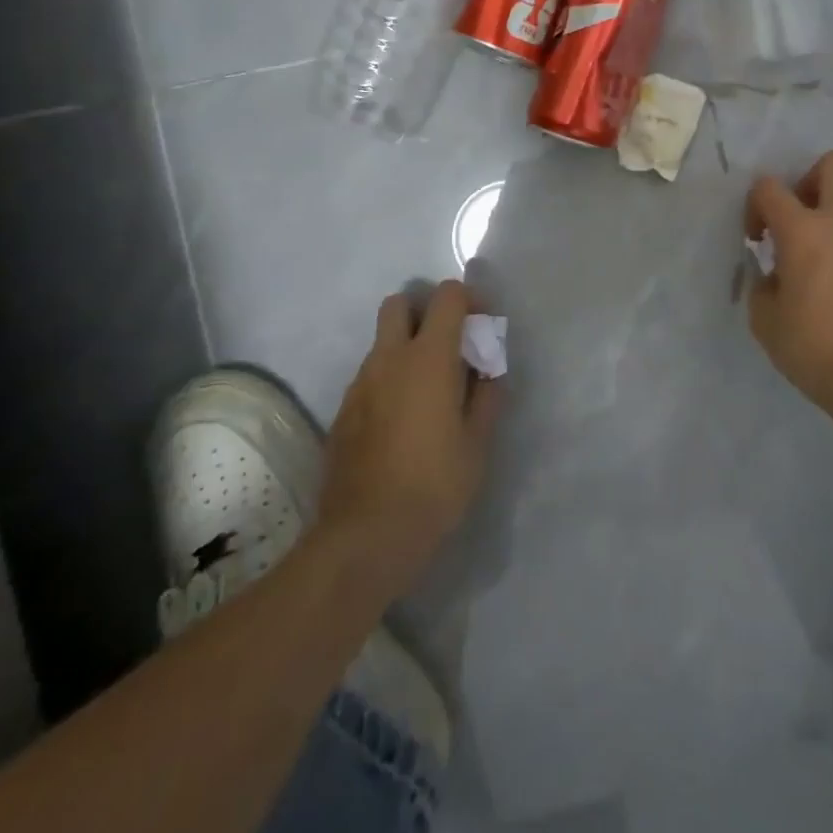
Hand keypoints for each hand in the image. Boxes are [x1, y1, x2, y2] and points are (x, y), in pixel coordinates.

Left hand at [318, 280, 501, 595]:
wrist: (366, 536)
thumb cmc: (435, 485)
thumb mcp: (478, 441)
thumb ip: (487, 395)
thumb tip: (489, 369)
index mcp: (429, 358)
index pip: (447, 296)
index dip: (469, 300)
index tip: (482, 327)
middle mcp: (389, 359)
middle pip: (399, 304)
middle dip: (425, 311)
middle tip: (449, 346)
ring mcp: (360, 384)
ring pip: (382, 342)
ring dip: (407, 348)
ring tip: (430, 391)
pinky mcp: (342, 411)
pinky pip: (370, 376)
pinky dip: (390, 379)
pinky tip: (404, 421)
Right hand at [746, 151, 832, 431]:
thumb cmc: (816, 348)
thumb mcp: (766, 321)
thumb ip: (762, 285)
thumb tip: (773, 275)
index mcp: (804, 231)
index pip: (770, 187)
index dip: (755, 205)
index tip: (756, 240)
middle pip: (832, 165)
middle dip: (806, 180)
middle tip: (794, 221)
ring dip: (828, 214)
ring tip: (814, 259)